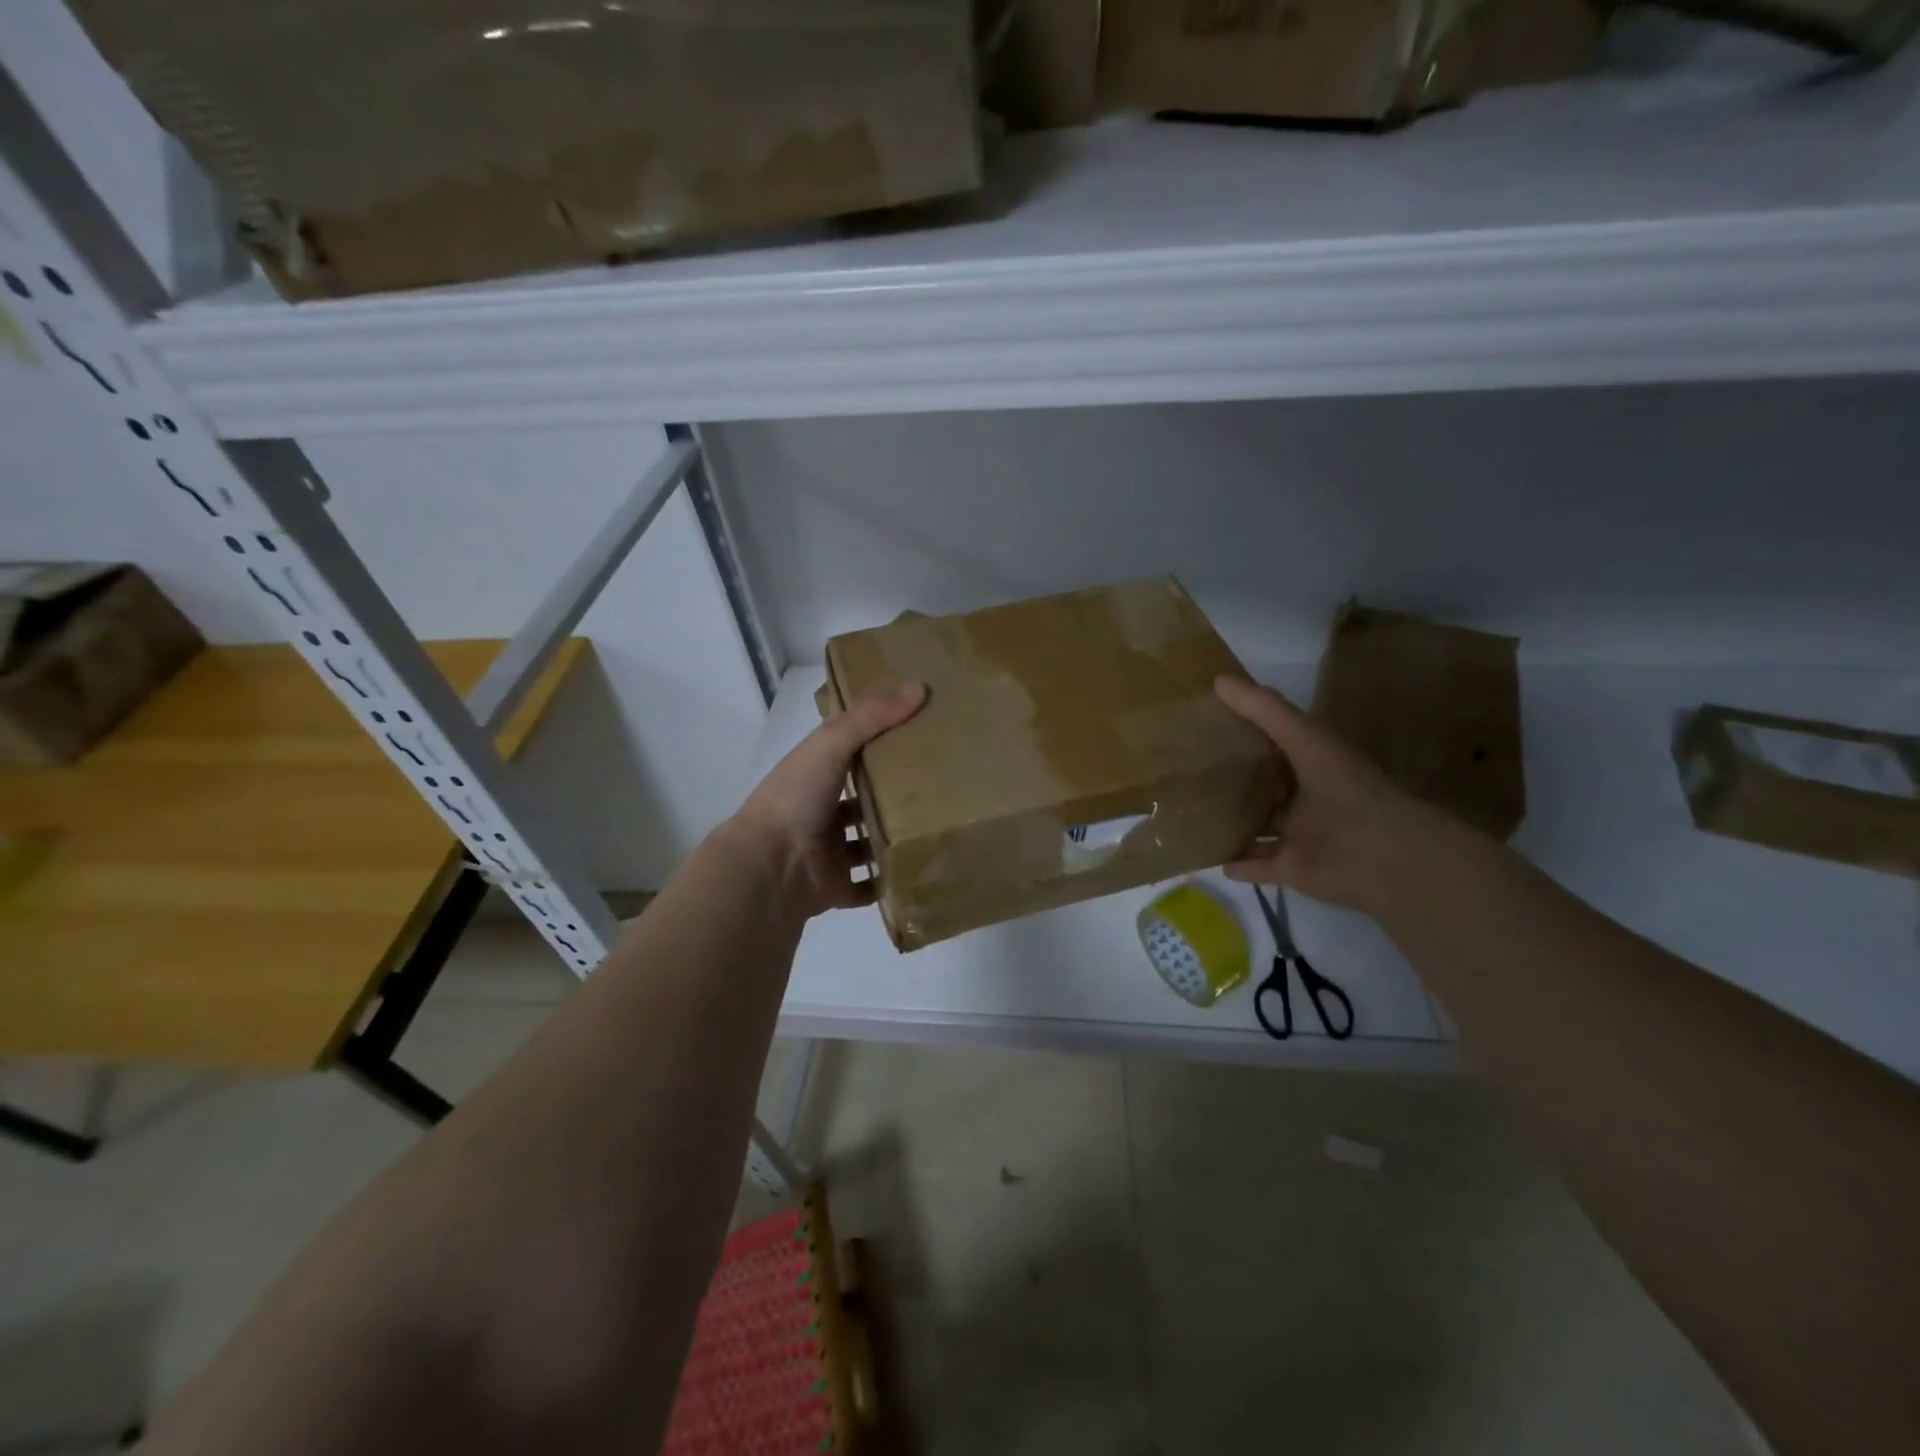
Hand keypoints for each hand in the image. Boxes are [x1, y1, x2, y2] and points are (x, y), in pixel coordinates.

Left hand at [727, 683, 927, 919]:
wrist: (770, 866)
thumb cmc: (796, 798)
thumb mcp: (831, 743)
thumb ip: (872, 717)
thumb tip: (920, 687)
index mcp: (814, 776)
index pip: (848, 754)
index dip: (878, 743)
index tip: (917, 735)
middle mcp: (820, 812)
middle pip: (860, 801)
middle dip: (891, 796)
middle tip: (939, 787)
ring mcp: (828, 853)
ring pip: (866, 844)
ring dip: (892, 839)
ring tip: (937, 829)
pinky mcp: (837, 888)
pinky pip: (868, 886)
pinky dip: (887, 882)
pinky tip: (920, 870)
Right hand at [1214, 675, 1463, 918]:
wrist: (1387, 856)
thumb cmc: (1348, 789)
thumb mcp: (1305, 738)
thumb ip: (1265, 710)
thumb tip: (1218, 680)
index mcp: (1315, 764)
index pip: (1278, 743)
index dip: (1249, 731)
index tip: (1211, 721)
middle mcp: (1307, 798)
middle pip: (1267, 787)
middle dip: (1238, 780)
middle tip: (1193, 769)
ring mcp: (1300, 836)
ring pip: (1261, 828)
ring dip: (1235, 824)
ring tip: (1195, 815)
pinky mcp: (1293, 869)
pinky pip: (1259, 866)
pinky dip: (1238, 864)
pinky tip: (1213, 859)